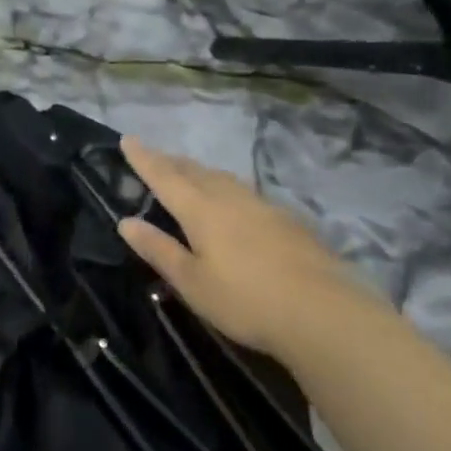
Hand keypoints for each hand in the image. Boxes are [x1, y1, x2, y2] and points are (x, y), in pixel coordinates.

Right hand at [117, 138, 367, 356]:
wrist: (324, 312)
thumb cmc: (246, 300)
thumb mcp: (192, 282)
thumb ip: (159, 250)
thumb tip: (126, 222)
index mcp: (200, 209)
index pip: (164, 175)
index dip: (144, 158)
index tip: (127, 139)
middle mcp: (229, 197)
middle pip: (194, 171)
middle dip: (171, 161)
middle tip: (155, 156)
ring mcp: (261, 205)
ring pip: (222, 178)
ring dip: (199, 171)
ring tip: (189, 173)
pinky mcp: (286, 219)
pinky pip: (244, 191)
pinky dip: (225, 188)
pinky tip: (233, 202)